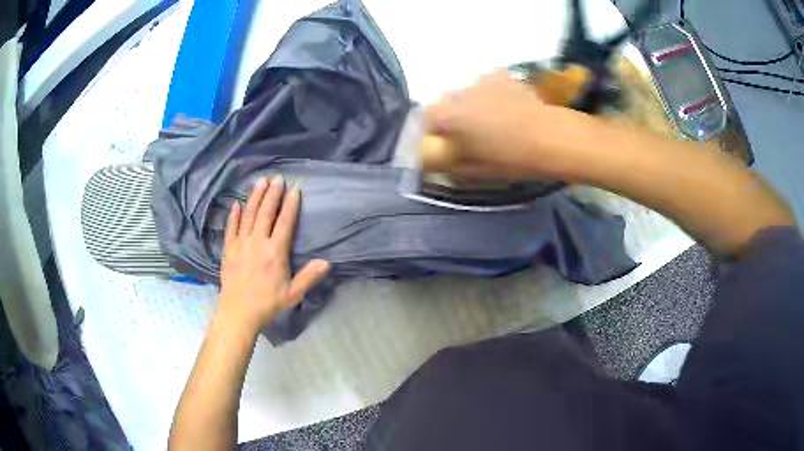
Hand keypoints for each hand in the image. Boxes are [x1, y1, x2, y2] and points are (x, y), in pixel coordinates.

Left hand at [216, 177, 329, 333]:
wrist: (238, 312)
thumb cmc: (268, 303)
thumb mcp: (293, 294)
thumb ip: (309, 277)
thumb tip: (326, 262)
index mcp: (275, 252)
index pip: (284, 223)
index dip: (290, 205)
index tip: (295, 189)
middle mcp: (257, 243)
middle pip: (265, 213)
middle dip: (272, 194)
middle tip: (277, 178)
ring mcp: (241, 244)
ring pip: (248, 215)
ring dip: (255, 197)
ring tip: (260, 181)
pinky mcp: (228, 249)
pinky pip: (231, 227)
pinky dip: (234, 214)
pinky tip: (237, 203)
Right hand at [425, 70, 594, 179]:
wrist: (553, 138)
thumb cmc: (513, 159)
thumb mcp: (477, 171)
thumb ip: (451, 163)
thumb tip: (439, 161)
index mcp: (451, 115)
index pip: (425, 117)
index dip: (431, 130)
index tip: (442, 142)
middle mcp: (462, 92)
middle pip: (446, 101)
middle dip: (451, 116)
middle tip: (467, 133)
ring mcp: (485, 80)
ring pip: (468, 91)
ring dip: (471, 103)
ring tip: (491, 119)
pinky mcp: (505, 77)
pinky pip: (489, 83)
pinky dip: (491, 93)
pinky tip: (507, 106)